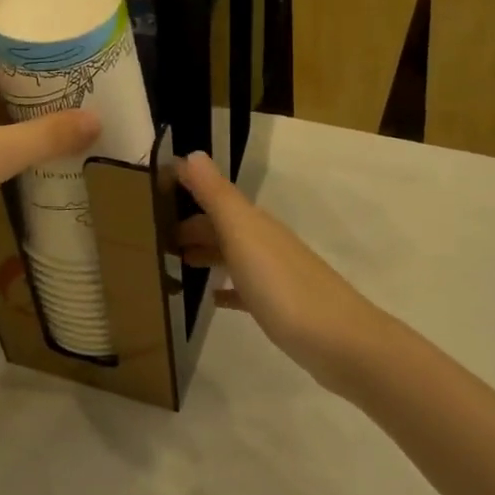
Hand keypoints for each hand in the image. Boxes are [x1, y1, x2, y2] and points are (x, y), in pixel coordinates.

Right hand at [178, 151, 381, 390]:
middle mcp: (264, 241)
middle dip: (191, 226)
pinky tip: (213, 298)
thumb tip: (191, 153)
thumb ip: (216, 195)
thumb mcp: (242, 234)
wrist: (340, 342)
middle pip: (222, 226)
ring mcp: (274, 274)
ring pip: (232, 254)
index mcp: (253, 222)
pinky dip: (226, 288)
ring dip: (205, 253)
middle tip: (154, 237)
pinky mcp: (280, 306)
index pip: (213, 196)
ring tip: (175, 262)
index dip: (187, 190)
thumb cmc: (283, 285)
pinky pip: (245, 288)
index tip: (154, 191)